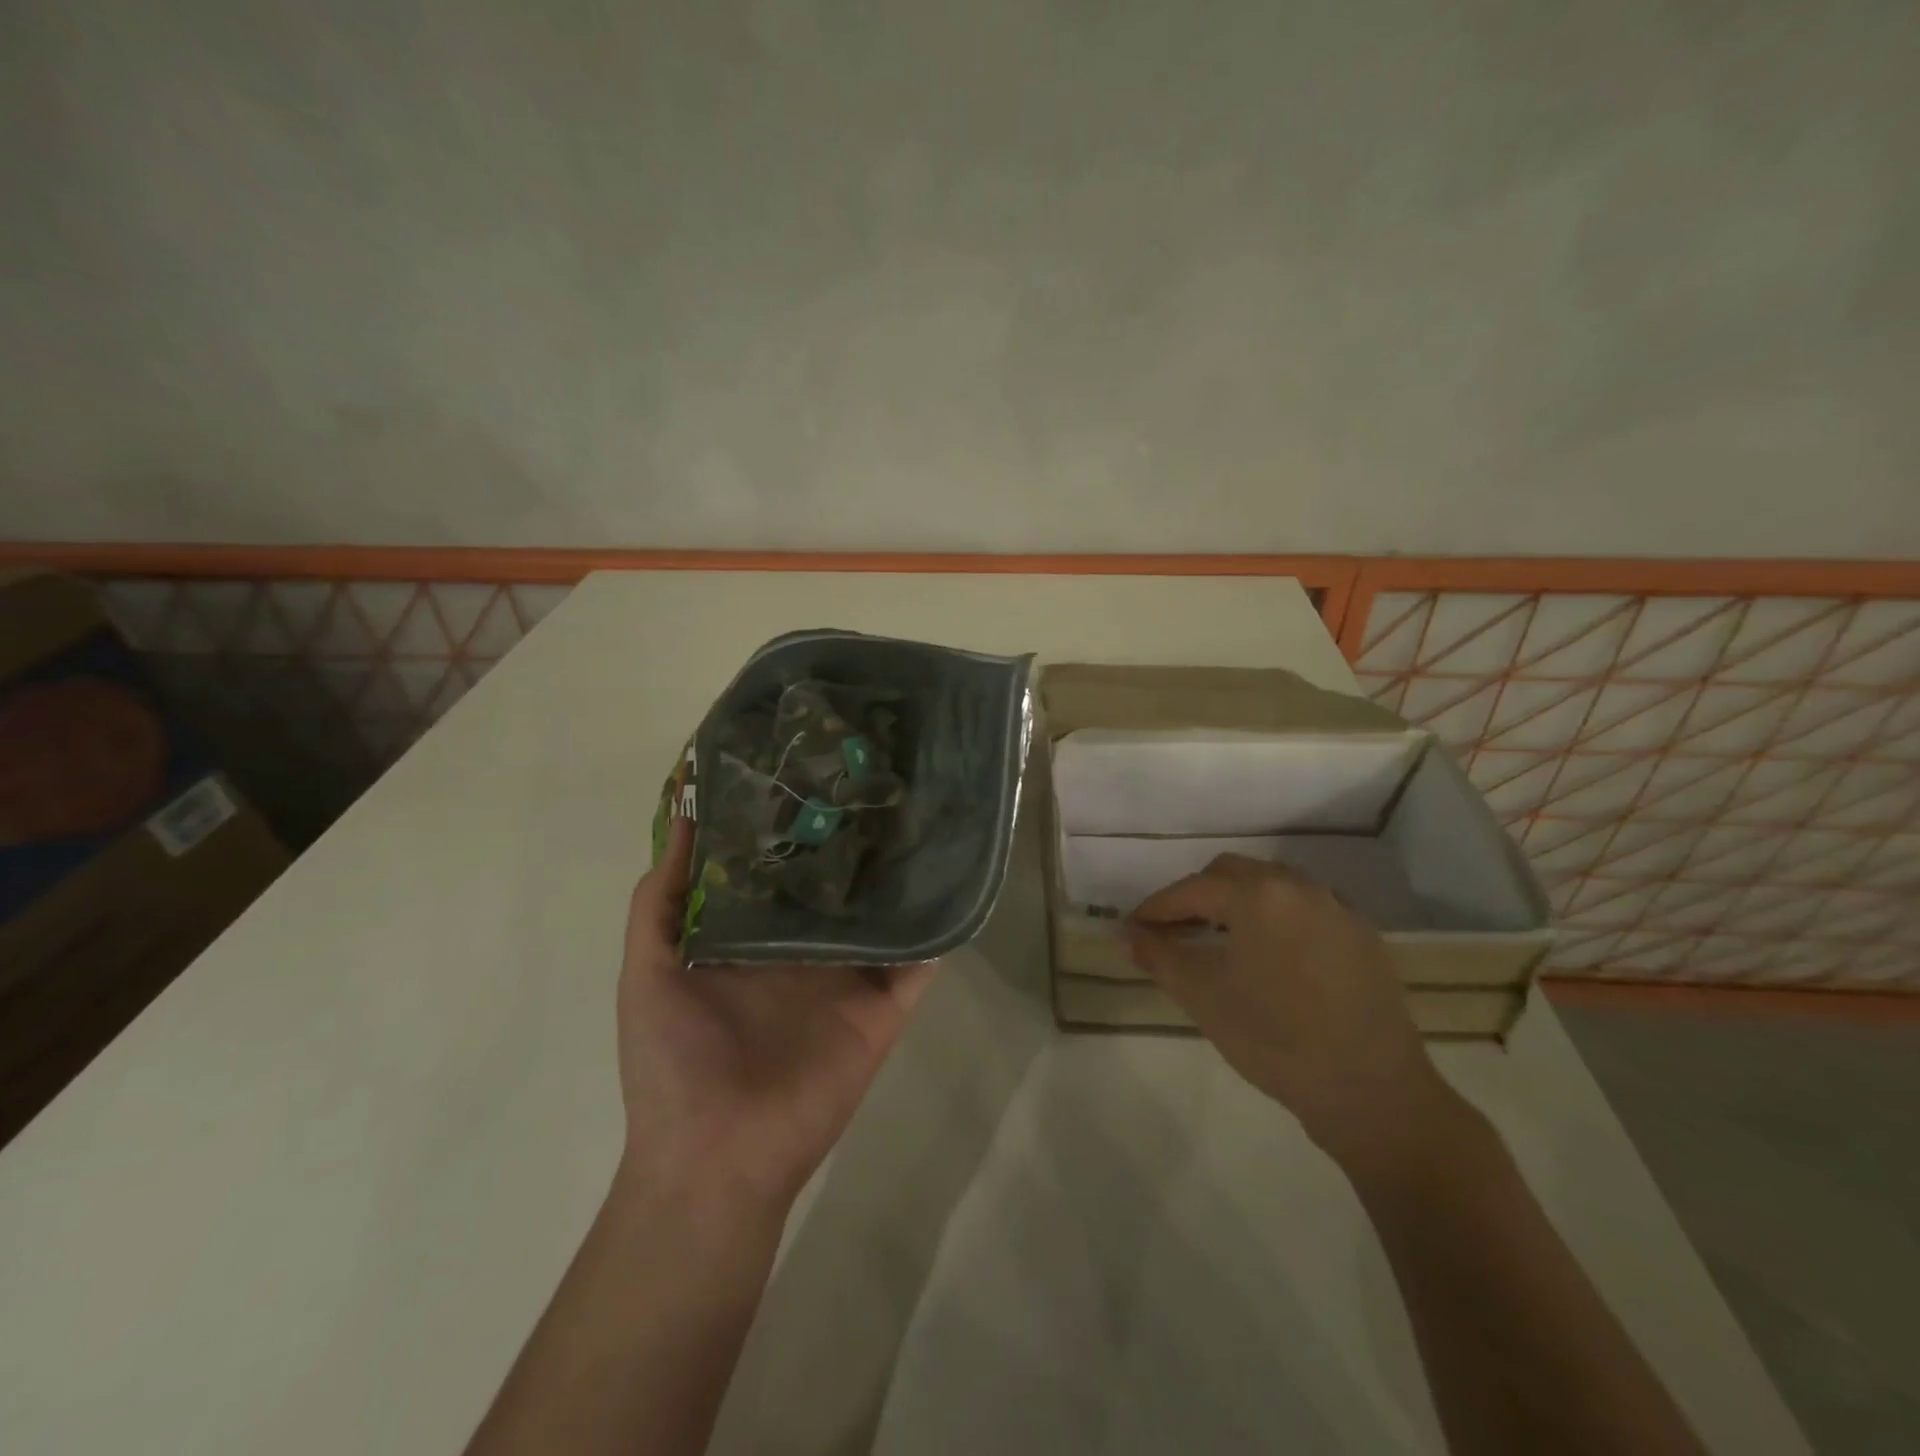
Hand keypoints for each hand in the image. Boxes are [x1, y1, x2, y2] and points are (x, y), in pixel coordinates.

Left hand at [617, 816, 934, 1215]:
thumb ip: (661, 898)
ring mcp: (850, 976)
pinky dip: (939, 928)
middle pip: (840, 883)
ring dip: (903, 874)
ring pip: (884, 913)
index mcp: (756, 936)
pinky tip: (954, 879)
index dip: (796, 824)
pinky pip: (919, 961)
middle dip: (856, 838)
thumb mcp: (648, 968)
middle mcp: (808, 947)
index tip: (813, 770)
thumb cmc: (672, 1059)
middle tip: (879, 777)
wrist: (715, 1157)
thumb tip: (682, 816)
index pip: (783, 867)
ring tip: (924, 810)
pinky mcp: (884, 1006)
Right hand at [1125, 854, 1460, 1175]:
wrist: (1372, 1093)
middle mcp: (1299, 887)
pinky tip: (1271, 956)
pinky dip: (1276, 918)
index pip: (1192, 889)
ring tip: (1219, 940)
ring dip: (1237, 902)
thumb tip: (1123, 933)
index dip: (1157, 907)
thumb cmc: (1275, 1041)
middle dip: (1196, 896)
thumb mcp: (1203, 997)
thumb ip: (1158, 956)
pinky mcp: (1362, 935)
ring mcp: (1337, 908)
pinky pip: (1305, 908)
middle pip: (1232, 874)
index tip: (1133, 928)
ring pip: (1272, 886)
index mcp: (1258, 896)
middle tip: (1173, 931)